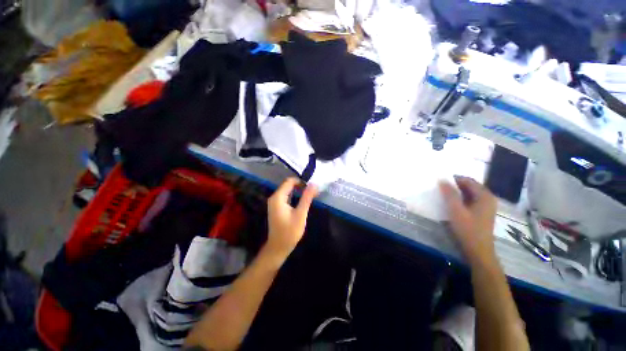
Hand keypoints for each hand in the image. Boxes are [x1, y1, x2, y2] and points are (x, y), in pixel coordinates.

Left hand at [264, 178, 317, 261]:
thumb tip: (314, 184)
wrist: (278, 247)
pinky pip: (286, 196)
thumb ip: (307, 198)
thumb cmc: (290, 231)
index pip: (289, 181)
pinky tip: (303, 199)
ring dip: (298, 190)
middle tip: (313, 190)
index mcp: (278, 197)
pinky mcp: (277, 207)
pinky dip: (295, 195)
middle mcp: (274, 197)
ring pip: (287, 190)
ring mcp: (274, 202)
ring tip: (310, 193)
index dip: (301, 181)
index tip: (312, 186)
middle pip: (288, 185)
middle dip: (301, 185)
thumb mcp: (301, 214)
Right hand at [439, 176, 496, 264]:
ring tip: (443, 194)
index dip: (454, 179)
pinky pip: (470, 200)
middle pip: (470, 186)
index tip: (440, 181)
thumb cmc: (468, 229)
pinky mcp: (482, 213)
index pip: (468, 180)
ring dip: (457, 192)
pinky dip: (461, 199)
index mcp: (484, 196)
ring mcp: (486, 206)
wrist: (478, 250)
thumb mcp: (456, 210)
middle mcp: (488, 198)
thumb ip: (449, 194)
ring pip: (470, 193)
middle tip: (440, 187)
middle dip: (455, 185)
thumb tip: (442, 179)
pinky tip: (451, 203)